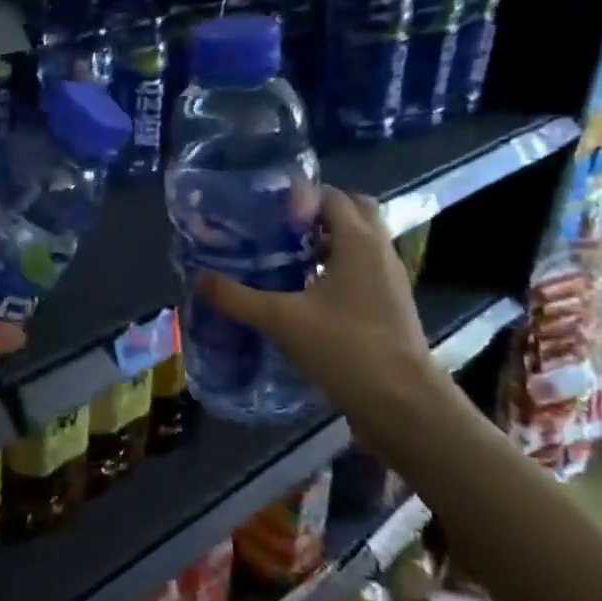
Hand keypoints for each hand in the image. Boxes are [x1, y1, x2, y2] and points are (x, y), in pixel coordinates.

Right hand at [196, 189, 436, 415]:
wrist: (402, 404)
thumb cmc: (345, 347)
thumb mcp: (281, 320)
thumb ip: (237, 297)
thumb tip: (199, 278)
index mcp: (359, 242)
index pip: (331, 196)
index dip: (297, 196)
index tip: (262, 208)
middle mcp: (379, 252)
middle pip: (352, 212)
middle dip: (316, 212)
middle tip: (277, 226)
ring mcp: (388, 280)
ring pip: (358, 242)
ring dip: (325, 240)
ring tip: (282, 255)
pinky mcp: (388, 306)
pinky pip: (360, 269)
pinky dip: (334, 267)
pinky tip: (302, 290)